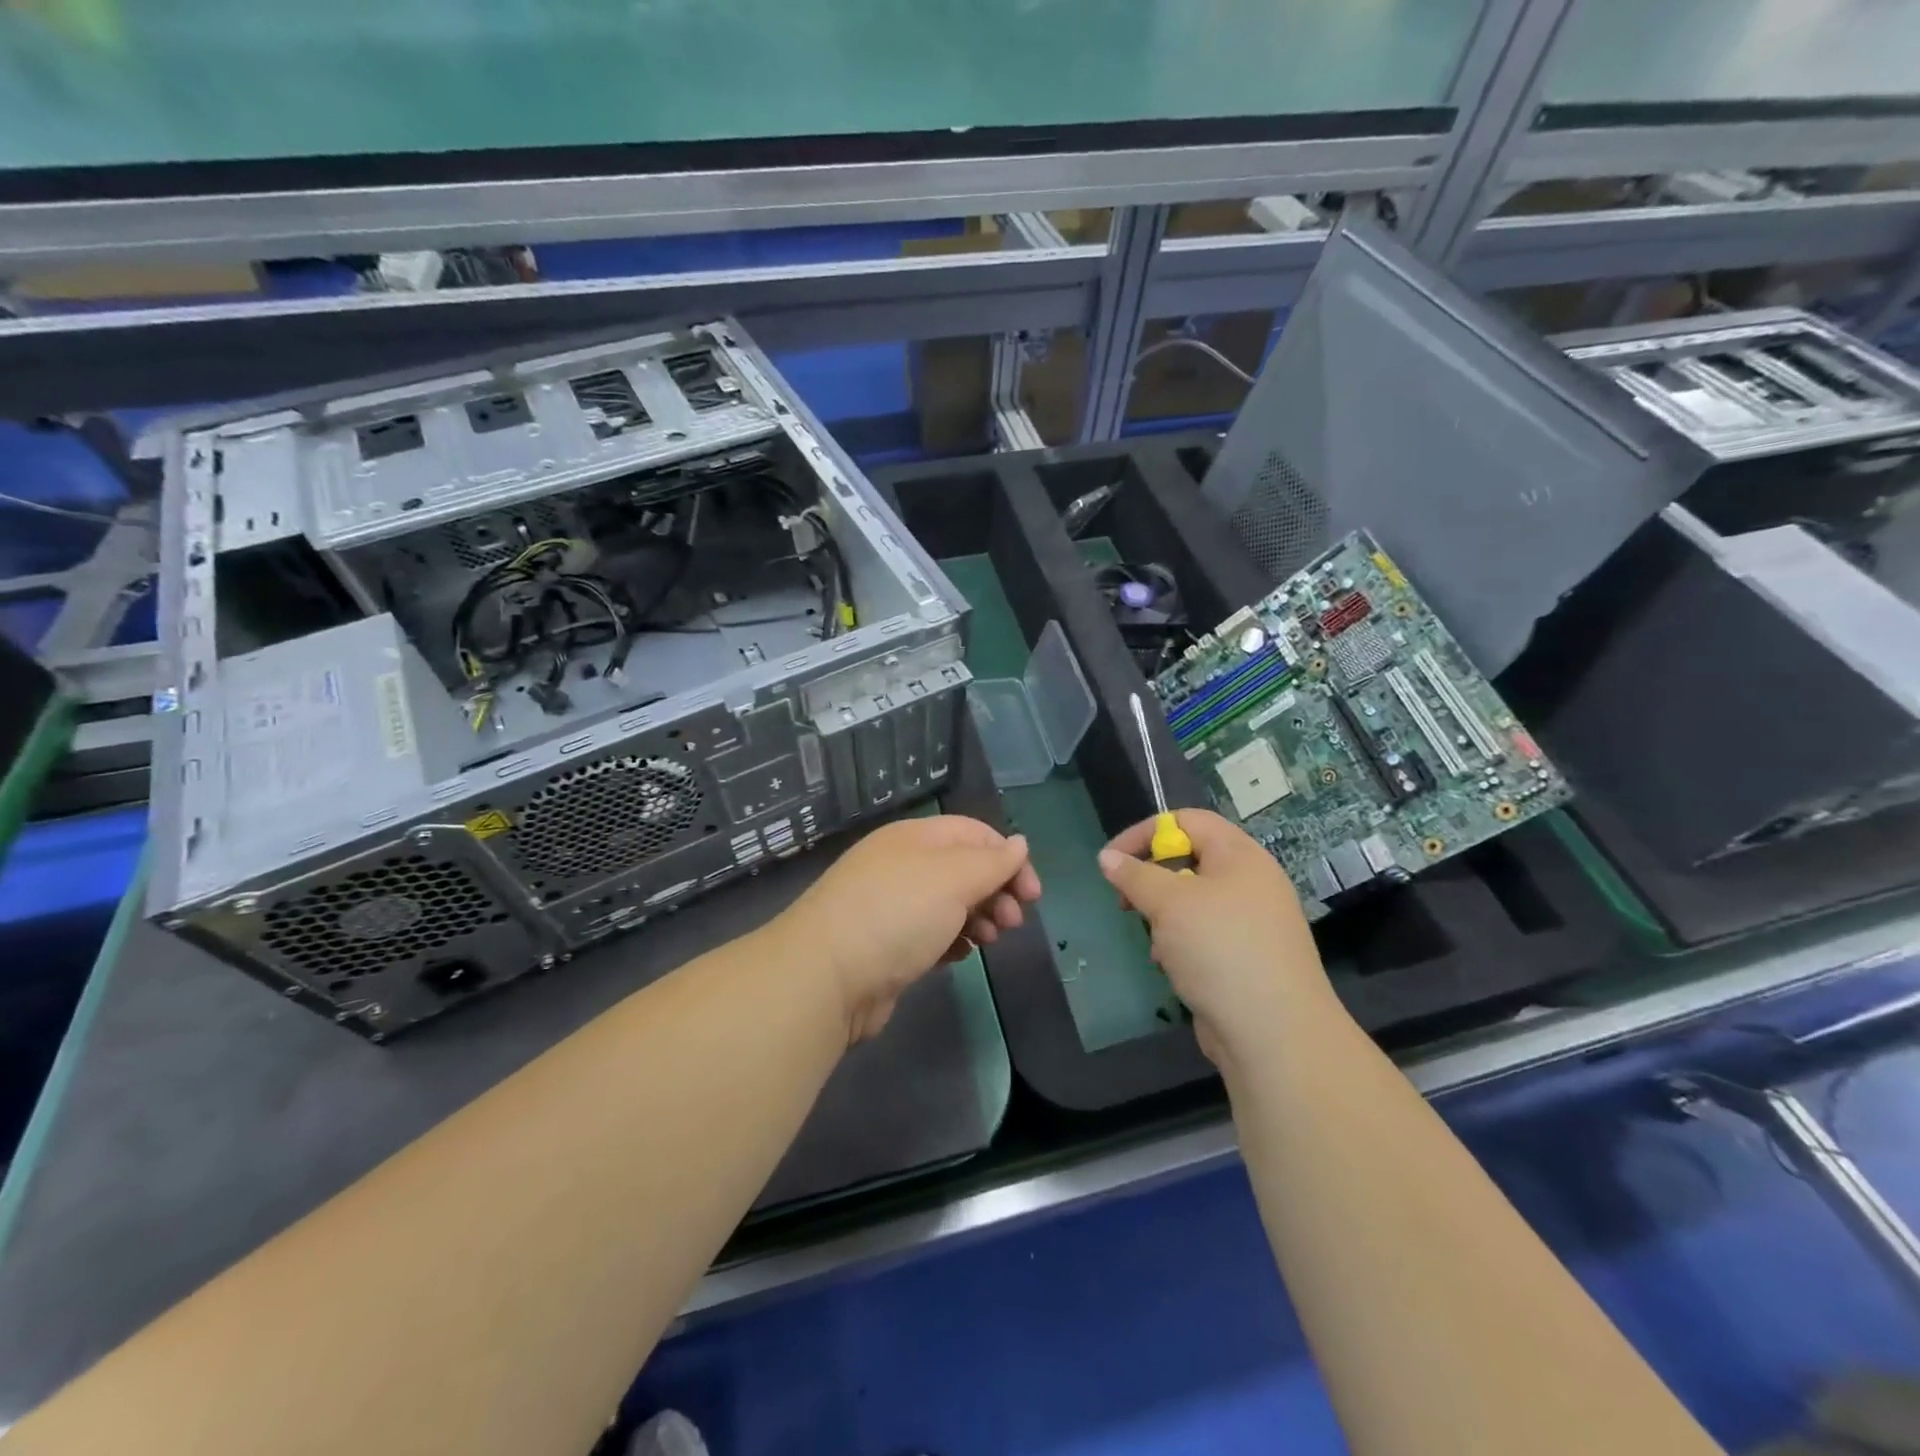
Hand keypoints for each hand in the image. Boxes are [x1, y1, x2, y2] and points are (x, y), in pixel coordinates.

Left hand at [777, 815, 1041, 1042]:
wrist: (825, 978)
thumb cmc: (896, 915)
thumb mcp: (953, 878)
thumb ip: (992, 862)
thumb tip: (1019, 843)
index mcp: (915, 838)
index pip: (974, 833)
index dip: (1008, 858)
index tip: (1032, 895)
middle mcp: (902, 865)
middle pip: (964, 869)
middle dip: (996, 891)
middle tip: (1014, 922)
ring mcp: (891, 906)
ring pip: (950, 904)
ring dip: (979, 917)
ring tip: (990, 940)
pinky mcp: (886, 946)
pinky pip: (931, 934)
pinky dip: (952, 940)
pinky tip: (960, 956)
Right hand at [1098, 809, 1332, 1068]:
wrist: (1275, 1034)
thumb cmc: (1220, 950)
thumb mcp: (1169, 903)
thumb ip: (1135, 875)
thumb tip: (1107, 857)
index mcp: (1240, 856)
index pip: (1187, 820)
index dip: (1145, 833)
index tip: (1112, 860)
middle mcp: (1250, 882)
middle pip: (1190, 859)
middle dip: (1151, 878)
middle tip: (1126, 901)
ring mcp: (1251, 922)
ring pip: (1193, 901)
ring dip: (1164, 915)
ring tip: (1154, 940)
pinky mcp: (1246, 958)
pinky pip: (1203, 934)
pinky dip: (1180, 943)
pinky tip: (1170, 965)